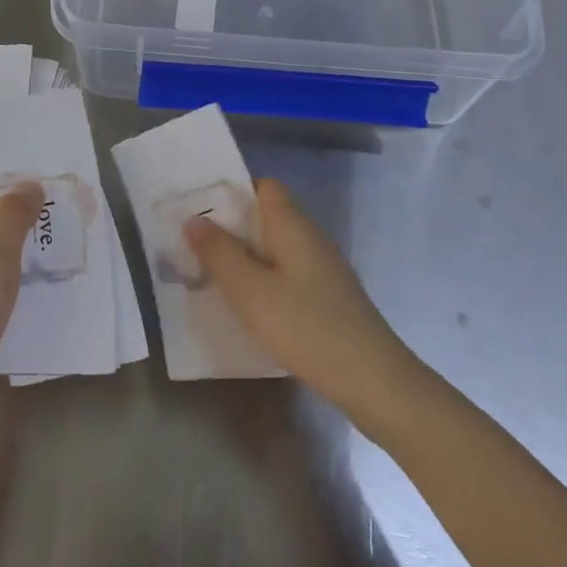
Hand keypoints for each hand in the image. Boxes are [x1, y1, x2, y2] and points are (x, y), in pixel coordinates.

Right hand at [184, 178, 417, 412]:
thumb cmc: (305, 327)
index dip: (233, 191)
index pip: (264, 186)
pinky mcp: (329, 297)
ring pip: (278, 248)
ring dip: (247, 256)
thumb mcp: (250, 290)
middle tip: (196, 245)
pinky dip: (266, 280)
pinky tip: (250, 306)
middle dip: (232, 227)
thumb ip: (219, 253)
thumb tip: (193, 218)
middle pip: (269, 216)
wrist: (373, 380)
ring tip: (213, 275)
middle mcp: (311, 238)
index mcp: (292, 226)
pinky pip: (289, 273)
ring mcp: (324, 269)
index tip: (201, 209)